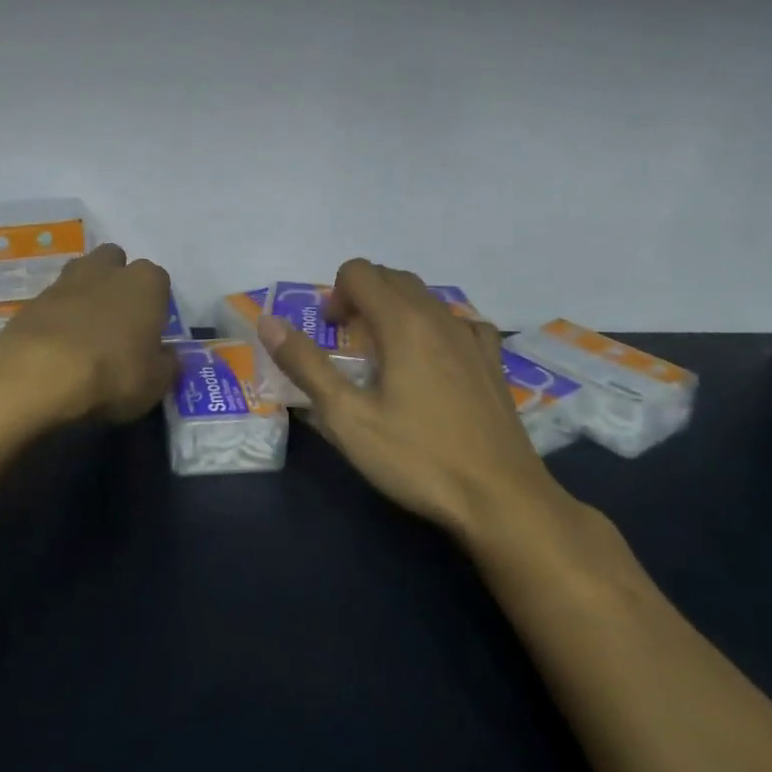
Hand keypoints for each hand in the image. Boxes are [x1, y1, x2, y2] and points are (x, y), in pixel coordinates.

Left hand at [0, 244, 176, 423]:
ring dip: (85, 296)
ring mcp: (65, 280)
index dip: (155, 305)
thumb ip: (166, 364)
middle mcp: (107, 269)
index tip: (150, 332)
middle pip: (115, 262)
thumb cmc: (112, 373)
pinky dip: (57, 317)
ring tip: (85, 333)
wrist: (39, 373)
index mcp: (145, 282)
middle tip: (117, 322)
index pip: (158, 280)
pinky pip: (53, 302)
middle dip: (116, 282)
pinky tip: (57, 346)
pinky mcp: (33, 299)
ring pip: (81, 276)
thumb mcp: (155, 383)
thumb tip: (168, 355)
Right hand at [258, 259, 571, 540]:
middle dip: (361, 297)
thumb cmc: (417, 458)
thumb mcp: (347, 417)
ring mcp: (472, 337)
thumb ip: (305, 364)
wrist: (503, 500)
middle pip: (392, 277)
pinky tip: (433, 362)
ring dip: (396, 310)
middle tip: (349, 345)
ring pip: (426, 297)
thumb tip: (268, 321)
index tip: (330, 335)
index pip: (359, 272)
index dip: (334, 295)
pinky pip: (458, 322)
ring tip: (386, 356)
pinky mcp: (493, 362)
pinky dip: (434, 327)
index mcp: (402, 323)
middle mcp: (439, 317)